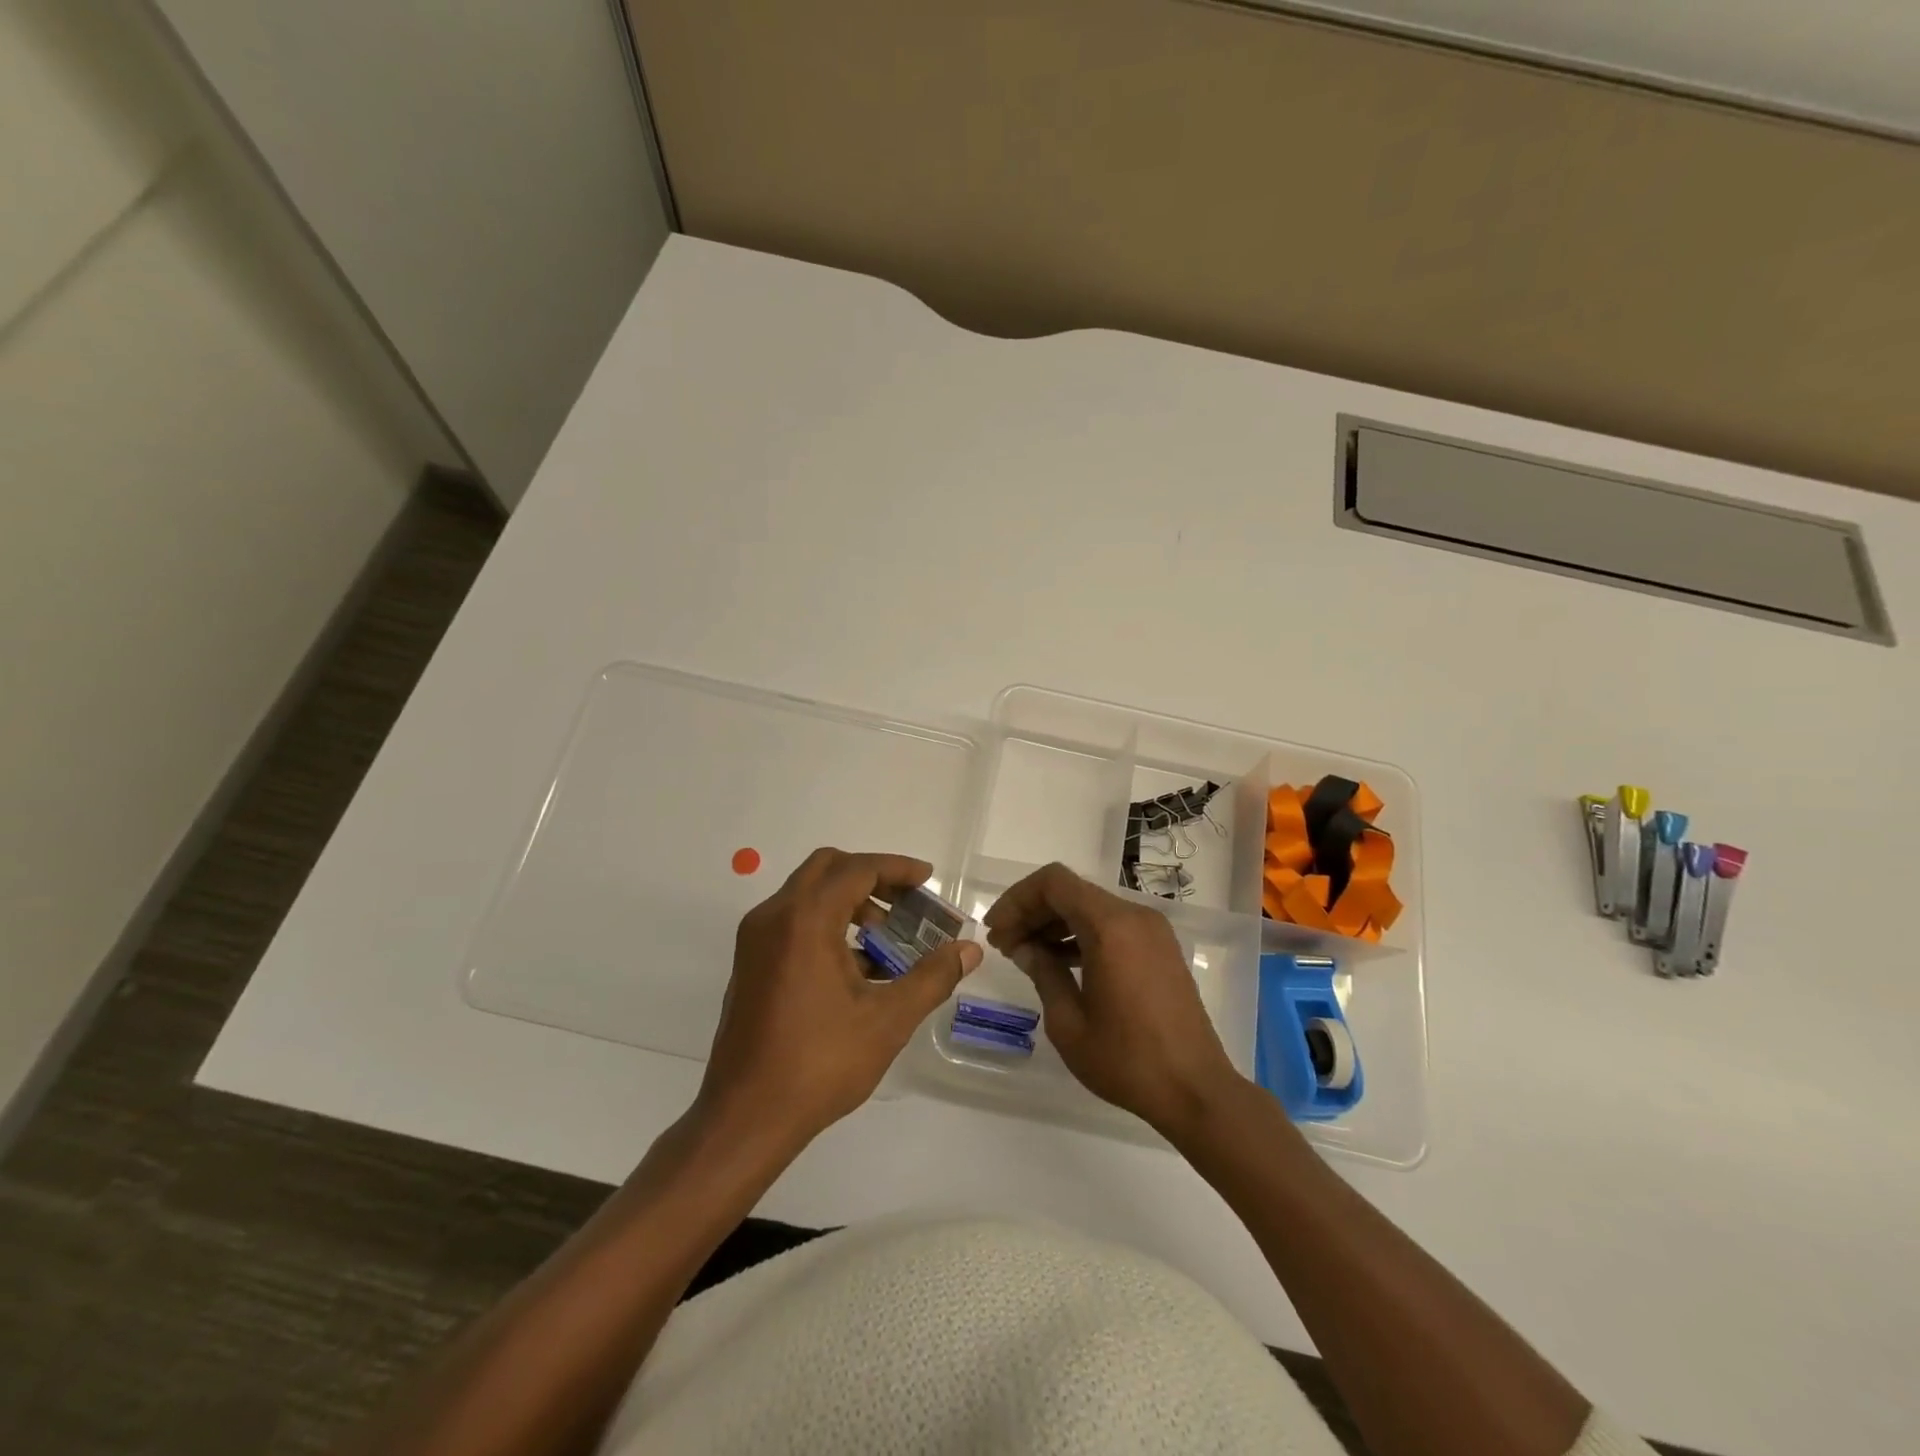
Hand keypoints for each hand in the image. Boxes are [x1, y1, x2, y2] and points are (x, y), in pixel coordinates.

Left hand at [699, 848, 980, 1148]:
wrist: (745, 1118)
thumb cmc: (819, 1064)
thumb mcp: (887, 1020)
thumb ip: (932, 977)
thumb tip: (969, 950)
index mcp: (805, 920)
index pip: (856, 869)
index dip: (897, 869)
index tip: (928, 880)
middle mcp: (774, 917)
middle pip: (827, 868)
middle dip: (871, 877)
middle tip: (906, 902)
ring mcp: (755, 940)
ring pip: (807, 894)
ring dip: (849, 902)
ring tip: (886, 940)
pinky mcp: (749, 963)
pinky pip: (793, 921)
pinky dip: (826, 923)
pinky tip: (856, 967)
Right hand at [984, 862, 1241, 1138]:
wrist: (1196, 1090)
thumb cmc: (1127, 1060)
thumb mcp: (1068, 1023)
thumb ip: (1043, 973)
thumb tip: (1025, 948)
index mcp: (1111, 927)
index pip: (1054, 883)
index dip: (1018, 899)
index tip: (997, 930)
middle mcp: (1134, 916)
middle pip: (1072, 891)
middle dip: (1033, 912)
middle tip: (1004, 944)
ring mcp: (1152, 931)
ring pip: (1091, 907)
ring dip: (1055, 923)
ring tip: (1026, 954)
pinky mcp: (1160, 948)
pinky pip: (1112, 926)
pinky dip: (1082, 934)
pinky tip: (1060, 962)